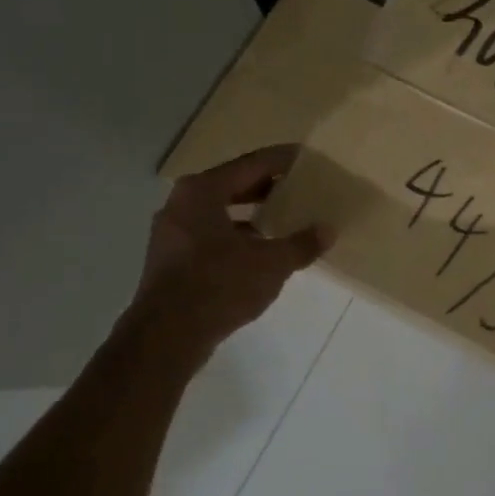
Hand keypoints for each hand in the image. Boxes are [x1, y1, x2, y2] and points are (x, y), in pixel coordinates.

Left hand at [134, 145, 325, 349]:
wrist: (166, 337)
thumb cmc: (218, 285)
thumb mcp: (270, 264)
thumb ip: (301, 244)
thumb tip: (328, 230)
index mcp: (203, 191)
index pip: (252, 164)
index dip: (282, 160)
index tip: (307, 158)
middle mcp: (182, 203)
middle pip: (234, 184)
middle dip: (268, 187)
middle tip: (301, 187)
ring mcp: (172, 231)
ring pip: (220, 211)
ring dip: (252, 213)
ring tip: (285, 219)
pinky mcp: (170, 258)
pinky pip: (210, 233)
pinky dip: (235, 235)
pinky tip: (259, 251)